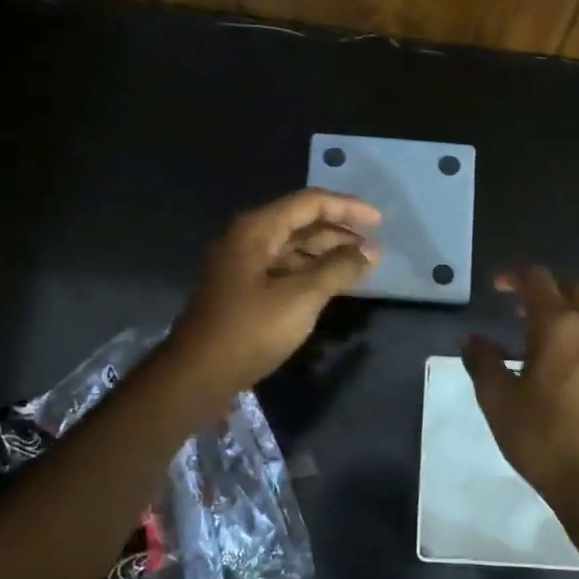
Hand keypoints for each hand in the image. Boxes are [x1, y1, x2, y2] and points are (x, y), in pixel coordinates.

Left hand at [167, 190, 381, 396]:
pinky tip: (333, 284)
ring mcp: (243, 266)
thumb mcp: (300, 298)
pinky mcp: (244, 291)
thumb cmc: (250, 331)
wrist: (198, 375)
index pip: (309, 203)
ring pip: (293, 248)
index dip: (347, 208)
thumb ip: (338, 270)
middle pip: (300, 223)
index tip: (380, 222)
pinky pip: (285, 269)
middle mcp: (247, 239)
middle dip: (339, 231)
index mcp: (256, 230)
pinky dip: (311, 272)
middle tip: (374, 246)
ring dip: (327, 253)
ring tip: (361, 265)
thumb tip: (371, 253)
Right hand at [462, 267, 578, 512]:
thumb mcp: (498, 400)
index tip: (496, 286)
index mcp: (560, 327)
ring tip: (542, 343)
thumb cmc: (542, 437)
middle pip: (575, 290)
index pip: (538, 280)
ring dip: (569, 316)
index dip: (514, 276)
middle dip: (546, 292)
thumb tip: (472, 340)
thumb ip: (483, 362)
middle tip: (520, 313)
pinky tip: (567, 372)